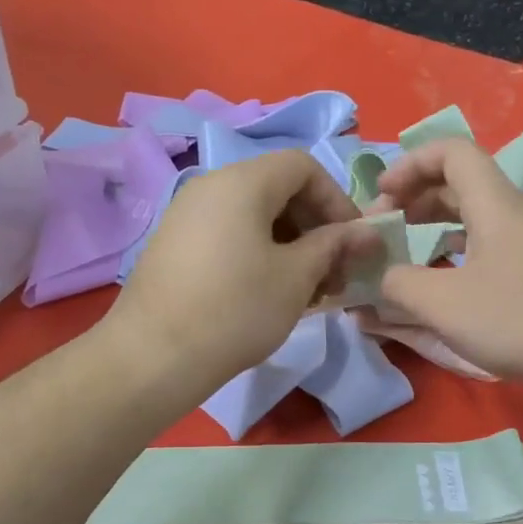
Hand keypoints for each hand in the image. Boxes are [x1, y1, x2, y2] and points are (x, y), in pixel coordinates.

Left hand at [105, 149, 372, 396]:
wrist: (152, 357)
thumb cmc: (236, 310)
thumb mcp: (297, 277)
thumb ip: (336, 246)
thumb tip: (370, 233)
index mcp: (243, 181)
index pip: (304, 166)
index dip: (337, 200)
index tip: (353, 243)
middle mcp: (211, 186)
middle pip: (279, 189)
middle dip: (316, 227)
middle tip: (335, 273)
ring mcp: (187, 215)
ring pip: (254, 215)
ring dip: (291, 245)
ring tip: (307, 291)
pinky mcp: (174, 244)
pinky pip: (229, 234)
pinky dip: (259, 253)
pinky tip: (270, 293)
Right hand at [375, 138, 522, 387]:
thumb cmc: (518, 319)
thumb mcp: (444, 305)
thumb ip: (400, 285)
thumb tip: (380, 277)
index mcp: (493, 204)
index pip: (451, 151)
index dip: (410, 164)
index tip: (382, 197)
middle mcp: (513, 213)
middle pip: (459, 182)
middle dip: (415, 198)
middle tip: (386, 229)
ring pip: (474, 215)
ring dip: (434, 225)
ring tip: (406, 252)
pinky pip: (487, 243)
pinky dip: (456, 250)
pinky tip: (442, 281)